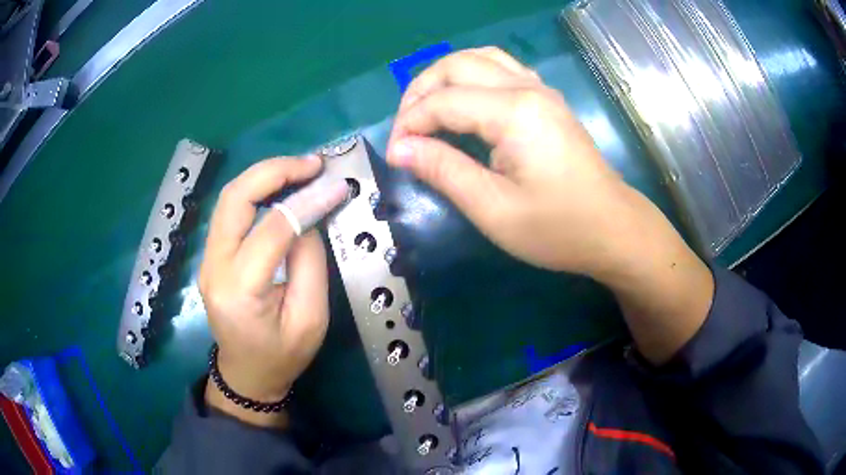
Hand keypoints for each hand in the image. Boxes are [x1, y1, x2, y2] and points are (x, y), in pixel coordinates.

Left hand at [198, 156, 343, 425]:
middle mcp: (214, 267)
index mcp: (240, 291)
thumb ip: (310, 263)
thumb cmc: (282, 356)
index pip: (272, 229)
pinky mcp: (212, 255)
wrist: (246, 374)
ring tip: (301, 169)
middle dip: (275, 171)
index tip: (337, 186)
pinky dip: (256, 190)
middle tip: (312, 164)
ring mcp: (208, 259)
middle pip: (235, 198)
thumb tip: (309, 216)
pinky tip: (281, 187)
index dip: (307, 202)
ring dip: (265, 175)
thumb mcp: (311, 319)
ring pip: (229, 197)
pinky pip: (231, 210)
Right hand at [386, 48, 713, 364]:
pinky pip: (500, 68)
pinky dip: (471, 77)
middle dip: (419, 93)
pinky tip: (463, 102)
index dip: (409, 125)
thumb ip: (444, 171)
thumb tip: (400, 149)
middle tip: (406, 132)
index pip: (442, 101)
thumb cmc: (558, 229)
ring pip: (478, 58)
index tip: (394, 156)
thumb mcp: (494, 210)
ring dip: (444, 78)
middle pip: (456, 65)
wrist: (614, 229)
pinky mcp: (546, 99)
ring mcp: (540, 89)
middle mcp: (526, 87)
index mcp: (514, 112)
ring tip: (426, 112)